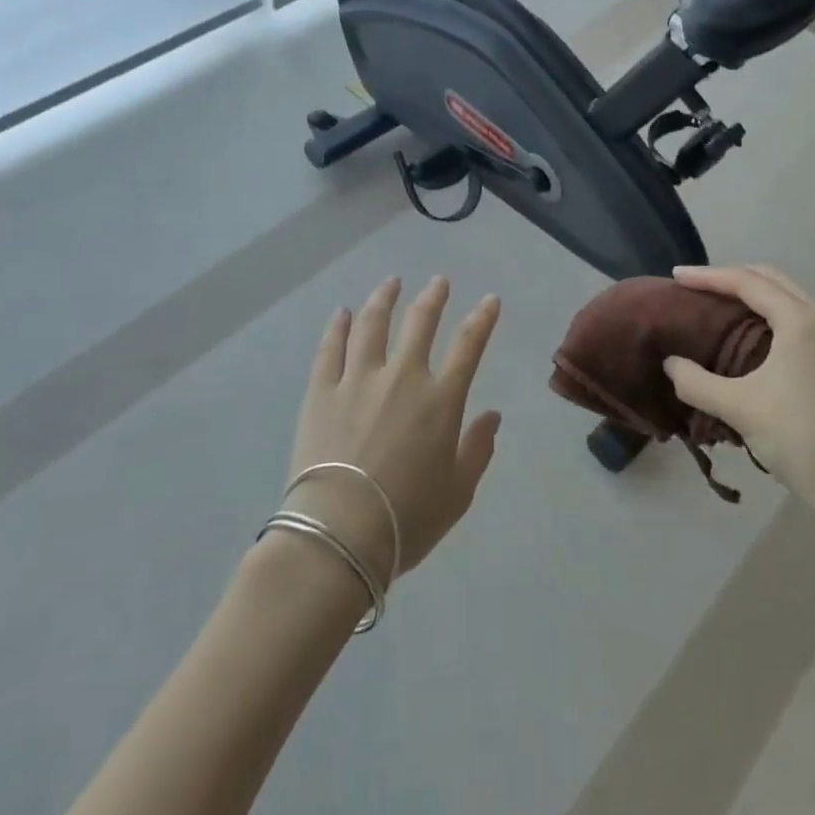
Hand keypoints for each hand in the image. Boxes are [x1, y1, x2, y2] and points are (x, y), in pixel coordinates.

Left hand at [283, 277, 502, 584]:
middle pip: (420, 323)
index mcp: (440, 399)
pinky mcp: (321, 392)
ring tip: (390, 283)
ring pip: (372, 325)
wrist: (339, 533)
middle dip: (433, 297)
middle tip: (439, 281)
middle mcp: (402, 377)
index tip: (490, 300)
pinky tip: (343, 313)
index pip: (469, 345)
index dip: (482, 319)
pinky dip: (338, 327)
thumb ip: (478, 449)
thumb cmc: (406, 519)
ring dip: (384, 298)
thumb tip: (493, 415)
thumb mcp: (458, 492)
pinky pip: (331, 349)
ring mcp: (358, 380)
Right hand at [664, 265, 814, 534]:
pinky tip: (758, 336)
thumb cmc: (800, 441)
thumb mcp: (739, 409)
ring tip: (722, 306)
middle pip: (773, 280)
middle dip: (732, 278)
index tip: (675, 277)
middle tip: (696, 287)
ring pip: (792, 299)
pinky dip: (777, 316)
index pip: (747, 282)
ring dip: (756, 296)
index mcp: (803, 320)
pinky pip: (806, 320)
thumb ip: (695, 382)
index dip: (708, 276)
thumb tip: (670, 363)